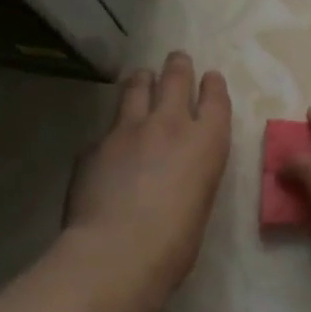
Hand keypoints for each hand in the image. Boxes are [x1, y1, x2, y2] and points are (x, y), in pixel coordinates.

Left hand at [64, 51, 230, 311]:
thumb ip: (191, 175)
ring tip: (142, 79)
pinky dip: (113, 131)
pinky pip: (107, 128)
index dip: (213, 85)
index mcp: (207, 142)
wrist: (116, 252)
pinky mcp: (94, 144)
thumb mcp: (199, 203)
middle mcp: (170, 124)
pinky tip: (109, 146)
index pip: (216, 98)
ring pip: (136, 87)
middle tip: (177, 59)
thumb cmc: (174, 244)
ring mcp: (128, 130)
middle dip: (178, 66)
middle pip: (175, 78)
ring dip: (142, 81)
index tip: (210, 78)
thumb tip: (175, 173)